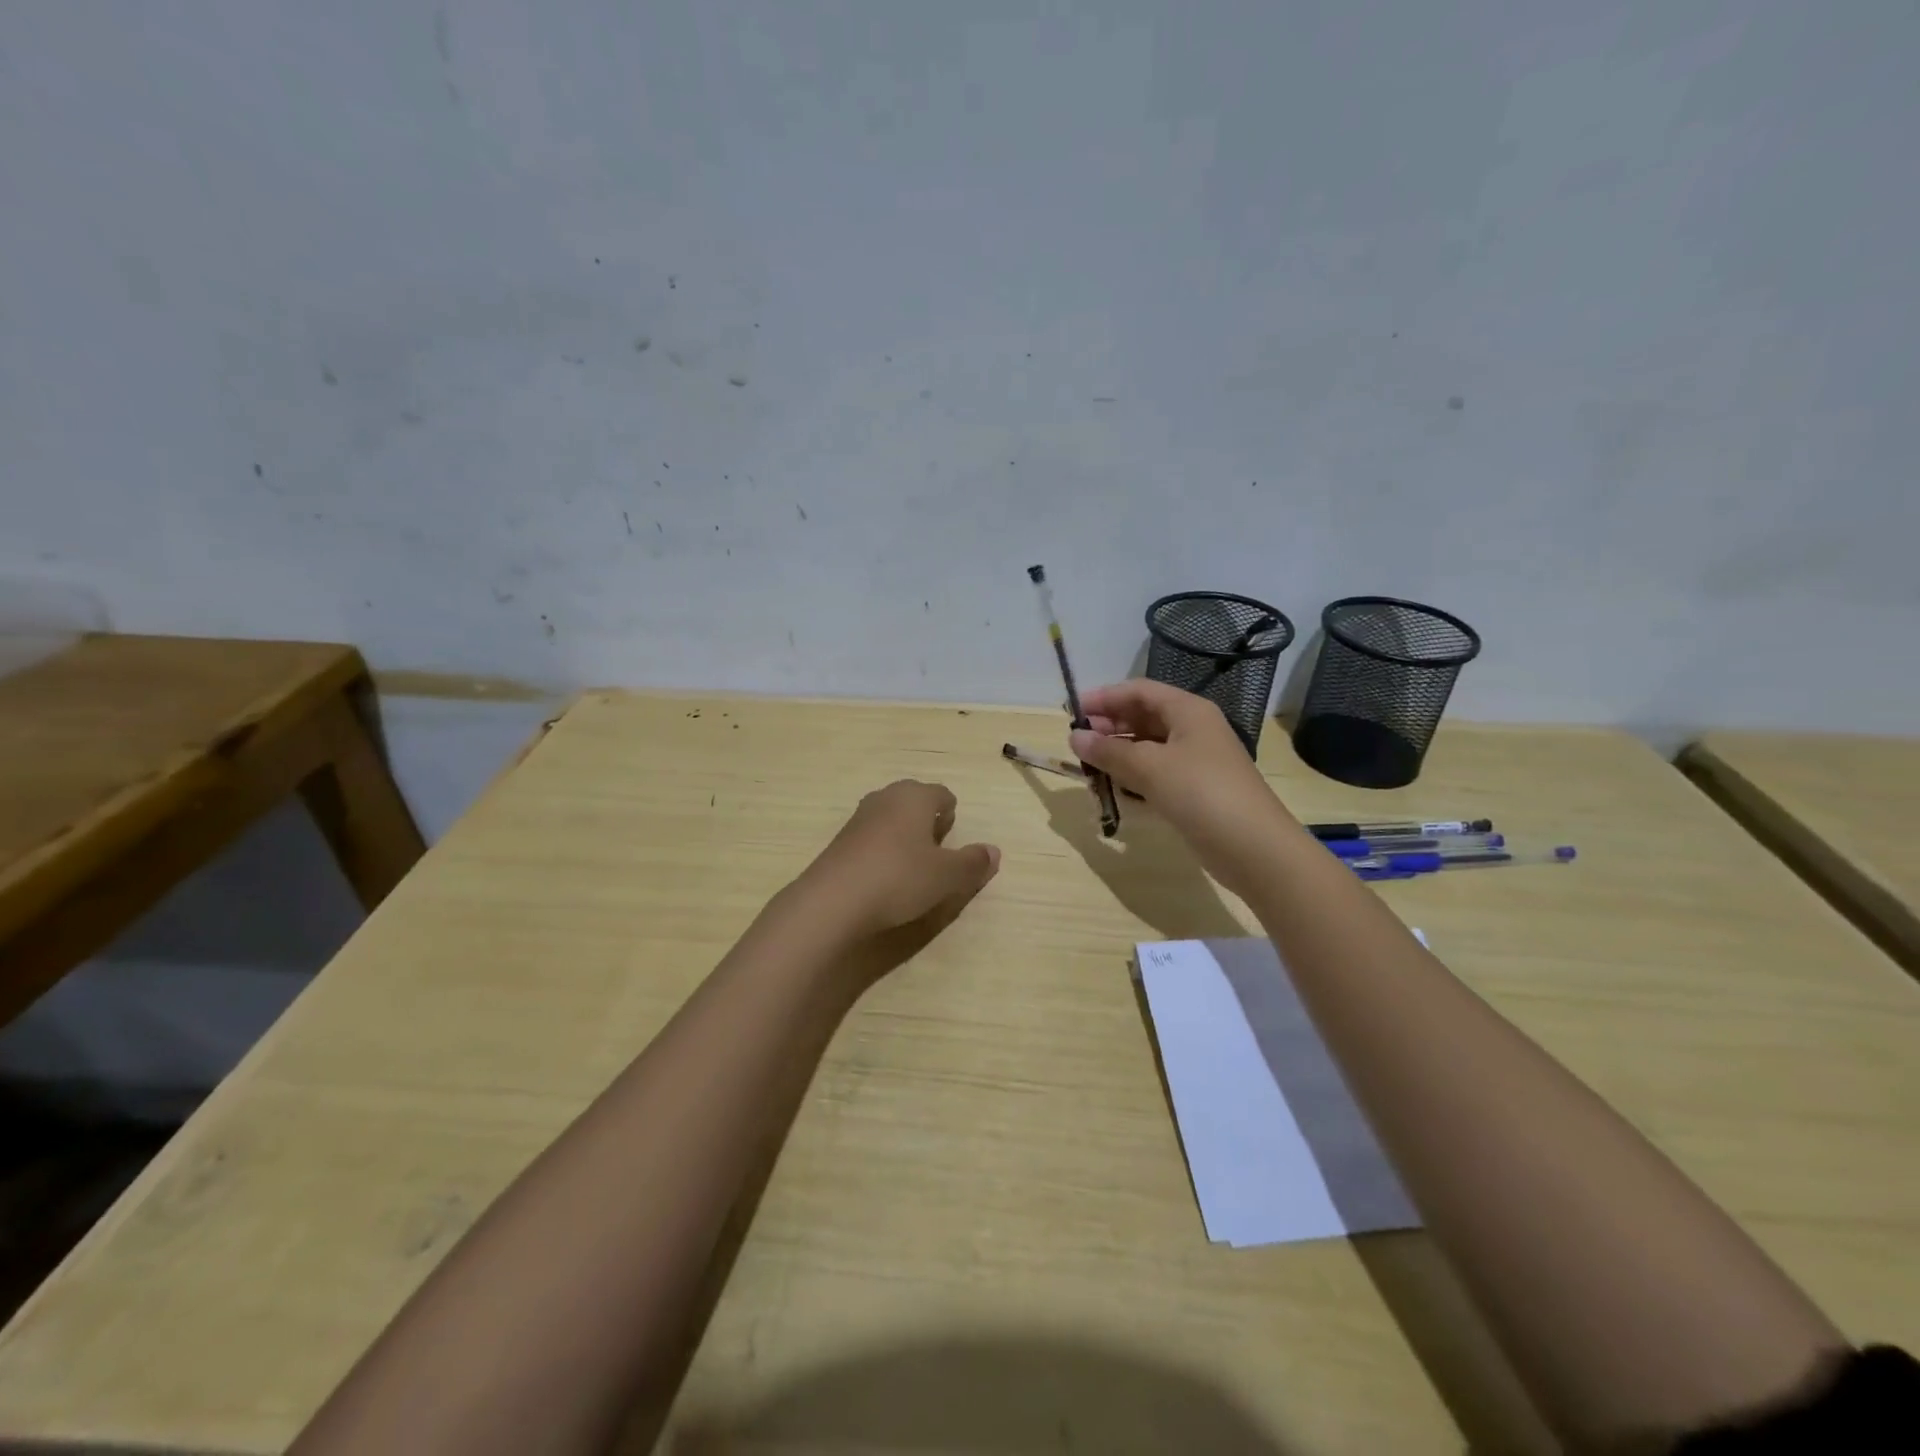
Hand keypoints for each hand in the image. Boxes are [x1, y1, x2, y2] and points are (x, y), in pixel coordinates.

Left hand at [795, 779, 1000, 942]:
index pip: (943, 795)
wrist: (833, 901)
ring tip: (910, 870)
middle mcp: (885, 797)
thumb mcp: (947, 876)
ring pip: (891, 819)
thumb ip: (973, 862)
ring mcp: (858, 818)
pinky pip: (871, 838)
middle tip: (935, 855)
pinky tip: (883, 879)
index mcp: (915, 796)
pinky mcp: (840, 841)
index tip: (951, 842)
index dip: (951, 817)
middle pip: (915, 802)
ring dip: (904, 838)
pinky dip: (882, 852)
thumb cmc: (900, 878)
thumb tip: (993, 851)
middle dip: (927, 824)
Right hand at [1070, 681, 1297, 898]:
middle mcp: (1193, 729)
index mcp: (1188, 711)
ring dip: (1119, 750)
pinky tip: (1113, 783)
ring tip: (1089, 762)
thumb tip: (1074, 737)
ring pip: (1149, 745)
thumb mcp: (1150, 768)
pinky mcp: (1195, 789)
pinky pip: (1156, 770)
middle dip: (1110, 723)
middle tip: (1078, 739)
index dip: (1105, 697)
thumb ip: (1109, 751)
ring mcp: (1196, 760)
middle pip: (1144, 715)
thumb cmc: (1201, 794)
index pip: (1140, 691)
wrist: (1253, 848)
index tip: (1072, 711)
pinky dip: (1133, 772)